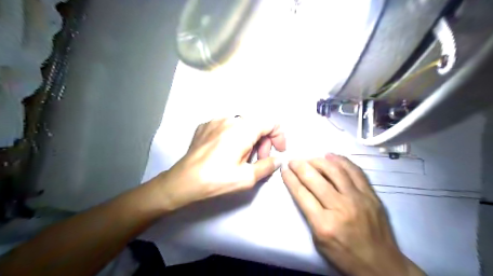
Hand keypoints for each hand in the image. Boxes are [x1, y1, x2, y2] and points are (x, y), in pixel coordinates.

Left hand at [154, 117, 285, 209]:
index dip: (279, 136)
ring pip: (242, 125)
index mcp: (243, 129)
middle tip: (259, 160)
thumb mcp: (247, 177)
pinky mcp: (205, 125)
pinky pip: (227, 127)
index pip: (271, 122)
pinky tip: (226, 152)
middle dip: (263, 141)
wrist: (183, 181)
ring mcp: (215, 120)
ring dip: (249, 139)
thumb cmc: (216, 180)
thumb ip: (267, 166)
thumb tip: (277, 160)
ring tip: (242, 157)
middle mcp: (230, 119)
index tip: (277, 151)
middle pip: (256, 124)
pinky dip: (234, 136)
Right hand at [281, 154, 423, 274]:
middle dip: (300, 166)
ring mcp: (358, 199)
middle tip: (293, 161)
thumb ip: (309, 214)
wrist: (381, 265)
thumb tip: (302, 189)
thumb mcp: (318, 240)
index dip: (290, 179)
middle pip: (315, 179)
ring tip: (310, 158)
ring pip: (335, 171)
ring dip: (318, 161)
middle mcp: (341, 207)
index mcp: (324, 224)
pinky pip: (355, 171)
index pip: (301, 193)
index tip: (284, 169)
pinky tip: (331, 156)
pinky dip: (341, 161)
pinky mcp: (371, 195)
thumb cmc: (344, 255)